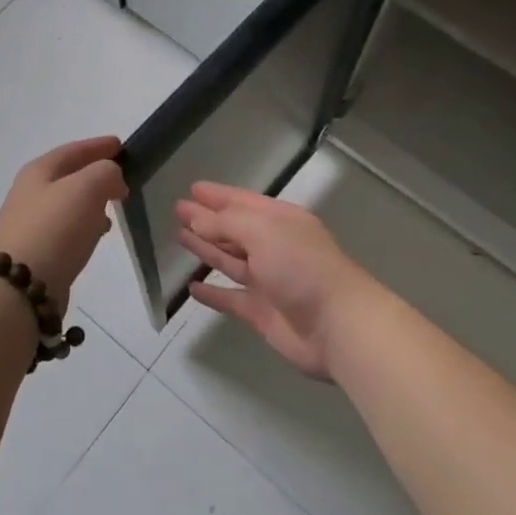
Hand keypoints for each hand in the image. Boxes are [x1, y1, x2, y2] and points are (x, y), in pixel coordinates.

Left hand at [0, 136, 126, 310]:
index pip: (73, 150)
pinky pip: (65, 228)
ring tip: (114, 207)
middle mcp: (29, 193)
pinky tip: (97, 234)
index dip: (98, 146)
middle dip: (95, 173)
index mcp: (38, 171)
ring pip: (67, 203)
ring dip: (91, 201)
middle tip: (121, 177)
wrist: (20, 287)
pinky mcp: (34, 252)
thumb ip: (106, 173)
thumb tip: (113, 180)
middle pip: (68, 175)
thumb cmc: (55, 228)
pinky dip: (84, 225)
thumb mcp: (87, 187)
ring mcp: (29, 224)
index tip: (121, 145)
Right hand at [177, 183, 386, 379]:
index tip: (193, 189)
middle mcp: (274, 246)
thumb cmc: (302, 266)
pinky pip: (230, 298)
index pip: (243, 201)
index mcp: (281, 221)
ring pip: (230, 260)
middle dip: (207, 219)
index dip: (218, 195)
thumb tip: (197, 219)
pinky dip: (212, 294)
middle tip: (178, 210)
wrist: (337, 325)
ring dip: (206, 249)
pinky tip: (192, 287)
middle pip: (234, 229)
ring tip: (180, 237)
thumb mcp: (264, 232)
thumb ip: (227, 224)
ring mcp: (268, 280)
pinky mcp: (261, 312)